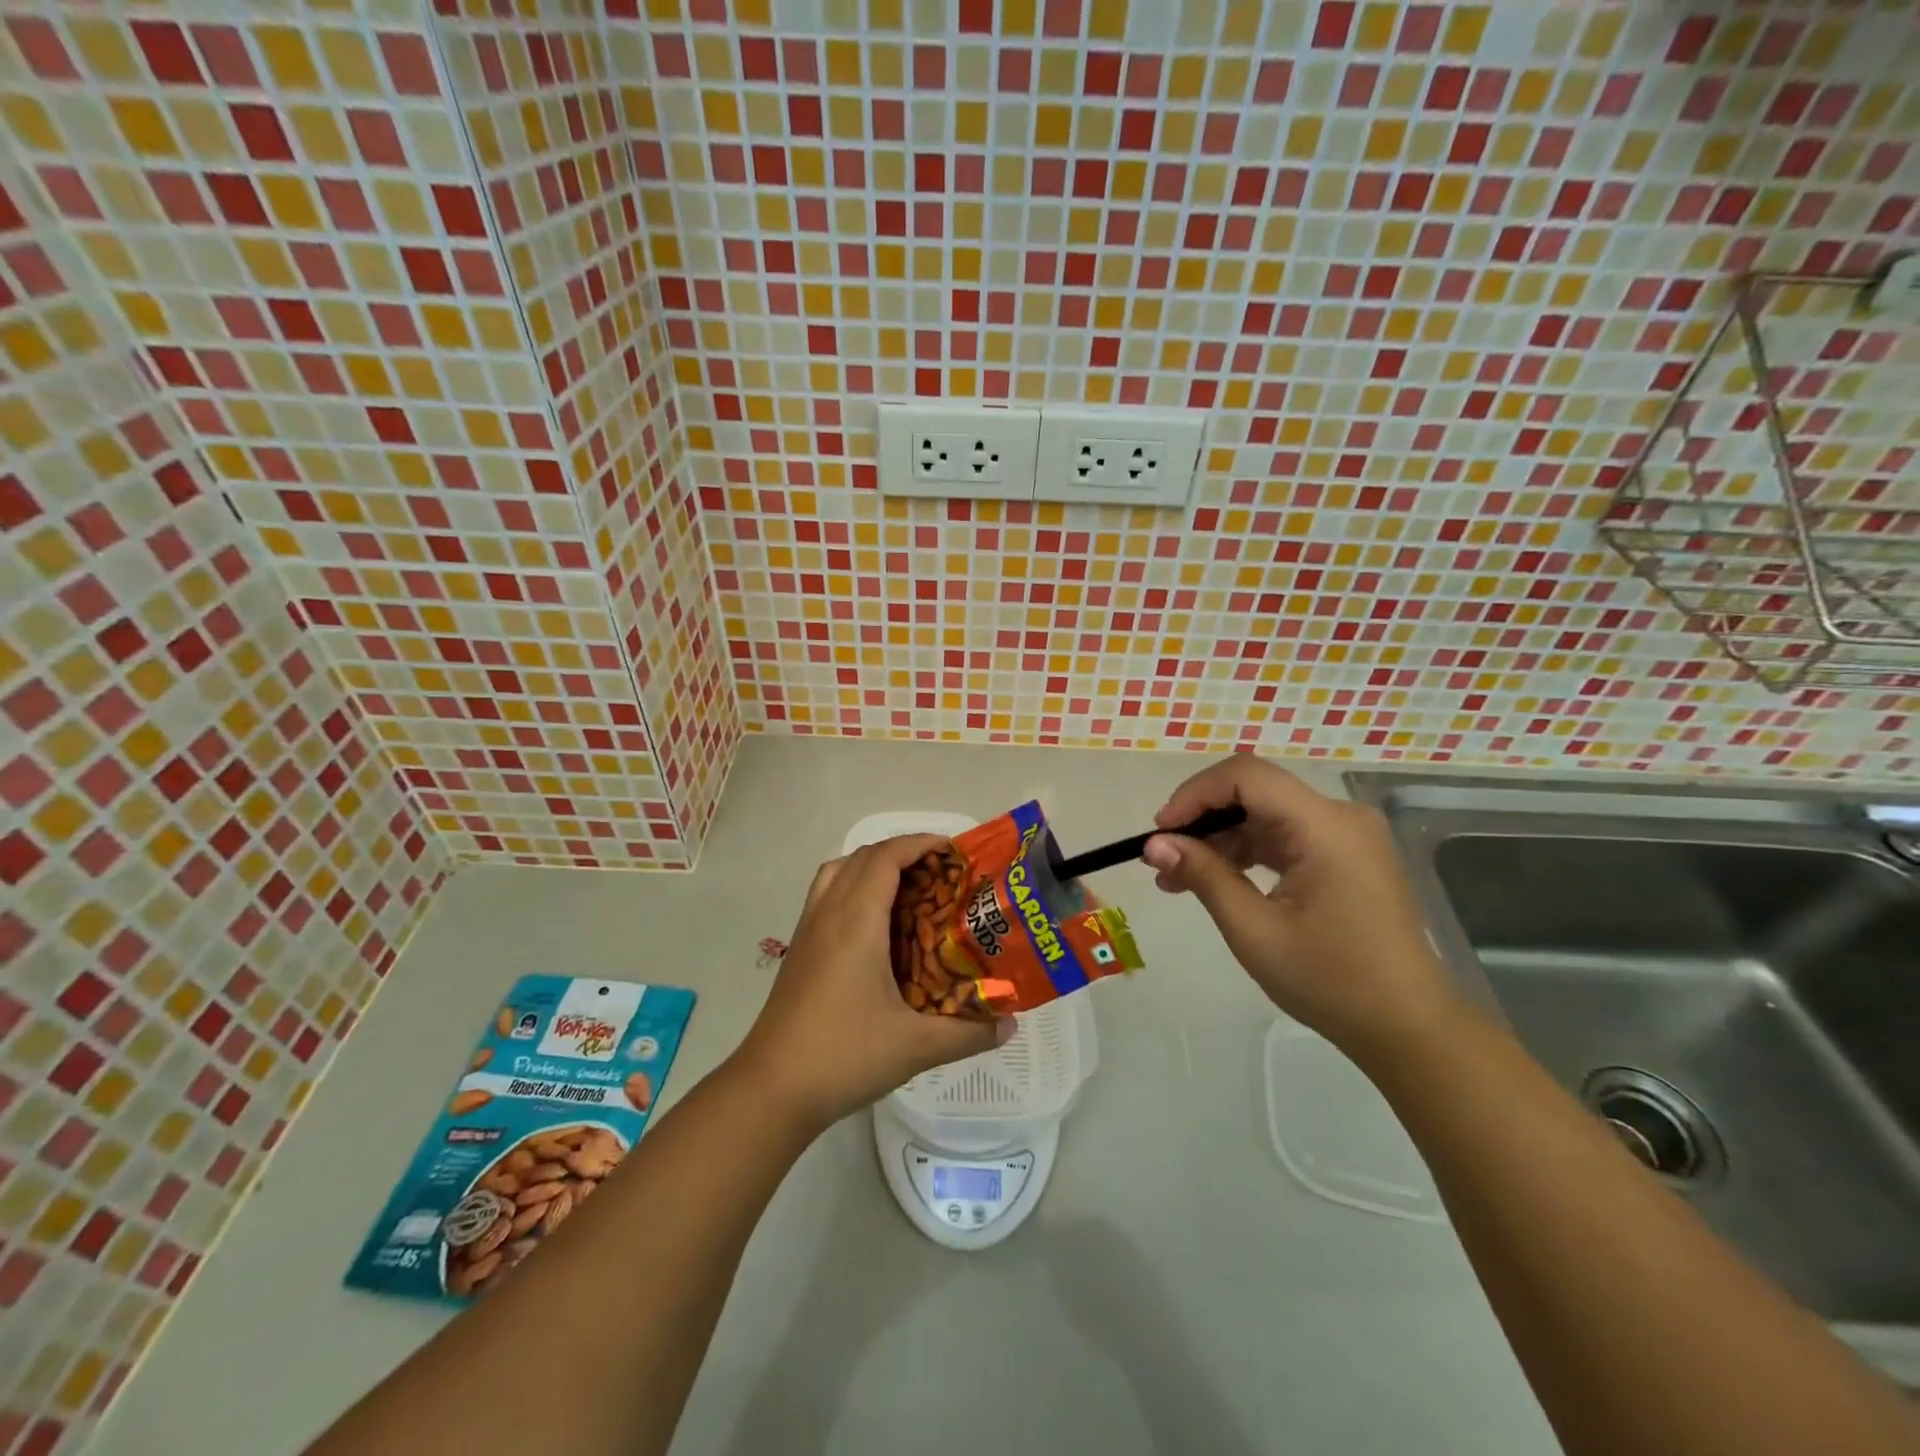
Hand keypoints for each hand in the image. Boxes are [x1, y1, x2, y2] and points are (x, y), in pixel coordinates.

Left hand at [736, 835, 1009, 1129]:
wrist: (771, 1089)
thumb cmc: (844, 1055)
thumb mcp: (915, 1047)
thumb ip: (968, 1033)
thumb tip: (1010, 1025)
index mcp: (856, 922)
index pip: (885, 857)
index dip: (919, 843)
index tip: (953, 852)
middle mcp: (829, 913)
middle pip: (863, 857)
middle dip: (903, 853)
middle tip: (941, 874)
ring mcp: (808, 930)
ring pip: (838, 872)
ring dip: (872, 866)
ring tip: (908, 890)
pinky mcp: (798, 950)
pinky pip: (825, 895)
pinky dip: (852, 888)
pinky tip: (874, 928)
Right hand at [1142, 756, 1455, 1053]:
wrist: (1408, 1028)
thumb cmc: (1331, 981)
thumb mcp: (1254, 930)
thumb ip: (1203, 876)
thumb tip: (1154, 844)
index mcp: (1325, 826)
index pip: (1246, 776)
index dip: (1195, 795)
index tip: (1160, 833)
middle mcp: (1340, 817)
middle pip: (1255, 792)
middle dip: (1202, 820)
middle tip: (1162, 859)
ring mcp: (1346, 836)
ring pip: (1265, 815)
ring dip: (1220, 840)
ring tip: (1177, 879)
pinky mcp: (1345, 856)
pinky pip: (1284, 837)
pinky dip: (1247, 853)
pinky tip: (1216, 881)